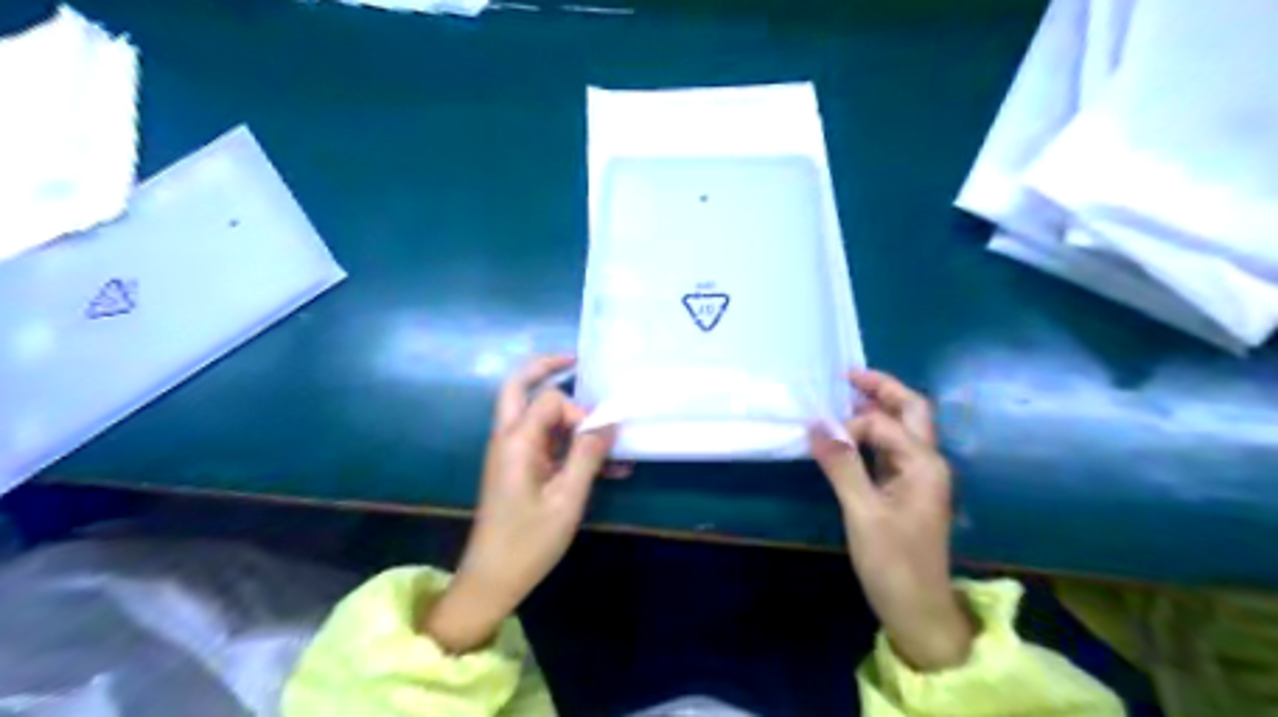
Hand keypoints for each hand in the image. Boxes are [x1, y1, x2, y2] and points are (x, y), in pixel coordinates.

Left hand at [423, 356, 612, 652]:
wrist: (492, 579)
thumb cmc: (528, 541)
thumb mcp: (567, 499)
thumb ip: (587, 455)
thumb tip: (607, 421)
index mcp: (516, 441)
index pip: (550, 400)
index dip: (579, 411)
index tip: (597, 440)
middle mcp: (508, 438)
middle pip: (520, 387)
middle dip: (546, 368)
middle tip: (576, 361)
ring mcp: (510, 453)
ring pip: (534, 414)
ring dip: (565, 415)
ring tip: (601, 426)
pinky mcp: (517, 468)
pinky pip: (543, 442)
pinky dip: (567, 443)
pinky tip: (601, 464)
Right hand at [813, 370, 973, 672]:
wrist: (919, 611)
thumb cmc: (894, 563)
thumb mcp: (863, 513)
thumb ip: (841, 465)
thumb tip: (816, 425)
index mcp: (924, 464)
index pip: (884, 425)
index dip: (851, 426)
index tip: (821, 439)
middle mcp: (927, 463)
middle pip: (911, 411)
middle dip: (882, 389)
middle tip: (847, 375)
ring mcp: (919, 477)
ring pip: (901, 429)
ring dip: (877, 409)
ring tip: (843, 398)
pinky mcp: (907, 490)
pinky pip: (890, 450)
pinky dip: (871, 435)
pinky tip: (849, 436)